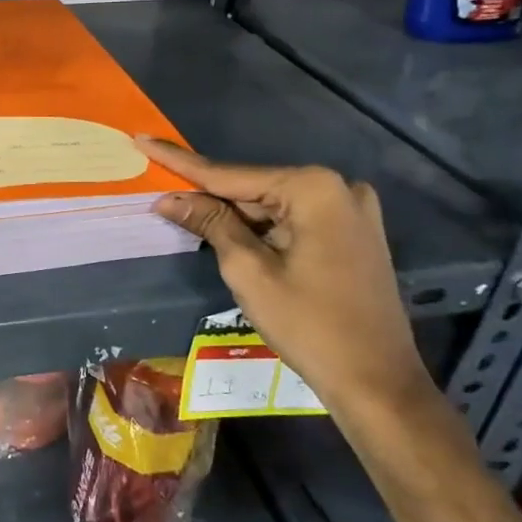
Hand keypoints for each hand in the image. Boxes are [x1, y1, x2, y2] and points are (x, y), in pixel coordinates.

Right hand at [136, 139, 521, 521]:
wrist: (377, 383)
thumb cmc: (309, 326)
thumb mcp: (249, 271)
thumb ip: (210, 223)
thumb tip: (169, 198)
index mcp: (313, 189)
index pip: (230, 174)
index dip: (180, 161)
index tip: (143, 139)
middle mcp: (338, 188)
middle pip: (252, 188)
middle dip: (207, 194)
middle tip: (159, 191)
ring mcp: (351, 210)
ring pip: (271, 205)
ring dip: (231, 213)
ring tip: (183, 212)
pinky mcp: (353, 233)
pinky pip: (293, 219)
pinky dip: (259, 226)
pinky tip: (227, 231)